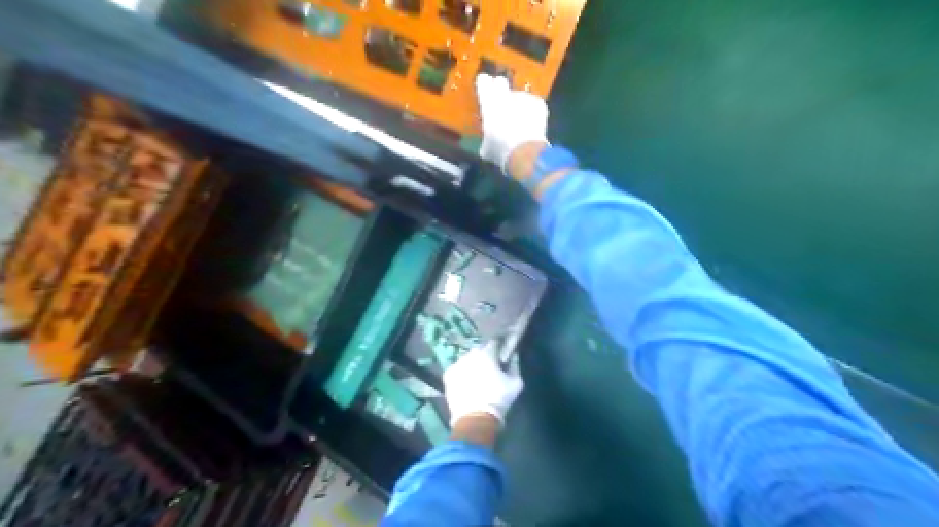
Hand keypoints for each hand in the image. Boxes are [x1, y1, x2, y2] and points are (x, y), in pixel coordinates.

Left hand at [444, 343, 524, 428]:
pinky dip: (462, 374)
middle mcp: (470, 355)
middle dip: (485, 356)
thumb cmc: (499, 399)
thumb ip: (515, 366)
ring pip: (467, 360)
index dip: (499, 346)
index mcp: (487, 353)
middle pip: (479, 350)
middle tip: (491, 367)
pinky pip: (457, 370)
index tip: (502, 353)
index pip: (494, 342)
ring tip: (477, 377)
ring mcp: (457, 364)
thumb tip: (513, 356)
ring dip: (472, 364)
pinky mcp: (448, 376)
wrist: (476, 418)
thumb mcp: (516, 383)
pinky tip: (467, 384)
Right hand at [477, 74, 550, 172]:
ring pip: (518, 97)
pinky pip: (533, 105)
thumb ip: (487, 138)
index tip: (485, 90)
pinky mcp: (538, 102)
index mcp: (488, 102)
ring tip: (521, 124)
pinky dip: (532, 113)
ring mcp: (523, 96)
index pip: (483, 82)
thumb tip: (488, 142)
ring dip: (518, 107)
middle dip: (501, 90)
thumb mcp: (487, 148)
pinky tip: (532, 126)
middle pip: (501, 82)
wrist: (525, 151)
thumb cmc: (500, 150)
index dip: (484, 85)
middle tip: (502, 105)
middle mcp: (505, 94)